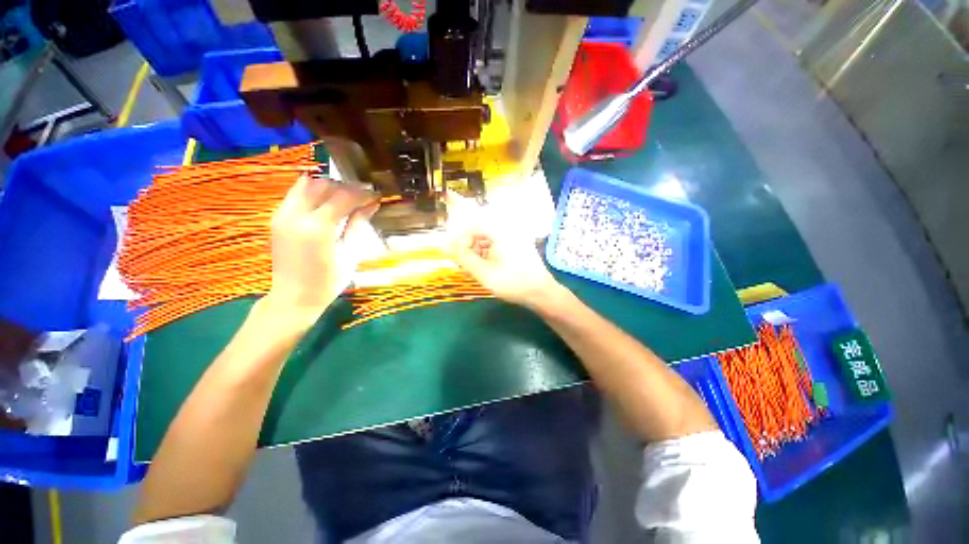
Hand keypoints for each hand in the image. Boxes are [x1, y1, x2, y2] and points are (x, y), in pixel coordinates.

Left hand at [267, 175, 378, 321]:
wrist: (294, 297)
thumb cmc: (329, 281)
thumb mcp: (350, 252)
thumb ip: (358, 223)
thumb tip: (372, 204)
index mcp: (319, 227)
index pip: (344, 196)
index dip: (363, 193)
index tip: (376, 195)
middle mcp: (297, 215)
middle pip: (324, 185)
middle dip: (346, 186)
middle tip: (363, 195)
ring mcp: (283, 214)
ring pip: (307, 184)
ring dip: (329, 186)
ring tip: (346, 197)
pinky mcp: (277, 217)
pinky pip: (296, 193)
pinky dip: (314, 191)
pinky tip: (327, 201)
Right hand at [451, 222, 563, 308]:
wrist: (541, 293)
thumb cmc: (513, 283)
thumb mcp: (484, 273)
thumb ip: (464, 258)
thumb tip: (448, 246)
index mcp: (500, 231)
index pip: (471, 225)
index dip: (460, 240)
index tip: (456, 256)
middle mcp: (507, 229)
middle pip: (479, 231)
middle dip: (469, 247)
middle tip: (465, 265)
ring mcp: (514, 237)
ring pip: (487, 239)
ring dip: (478, 251)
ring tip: (475, 269)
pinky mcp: (517, 245)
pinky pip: (496, 244)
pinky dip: (488, 254)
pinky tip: (486, 268)